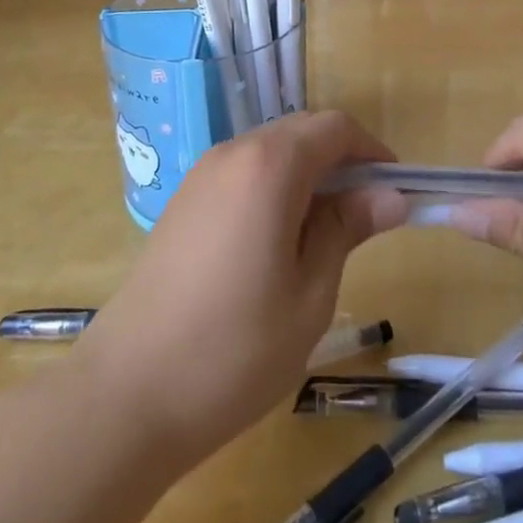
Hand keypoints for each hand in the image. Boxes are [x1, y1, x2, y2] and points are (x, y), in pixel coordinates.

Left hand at [75, 111, 408, 468]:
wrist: (127, 393)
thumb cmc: (235, 349)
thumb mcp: (310, 293)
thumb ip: (347, 229)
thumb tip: (389, 195)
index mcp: (269, 165)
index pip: (335, 128)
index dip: (372, 151)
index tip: (395, 191)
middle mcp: (233, 153)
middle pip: (301, 133)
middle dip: (341, 161)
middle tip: (366, 217)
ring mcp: (202, 175)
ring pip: (271, 151)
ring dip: (307, 175)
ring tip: (325, 234)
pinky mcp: (184, 201)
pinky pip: (243, 173)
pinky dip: (274, 188)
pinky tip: (278, 241)